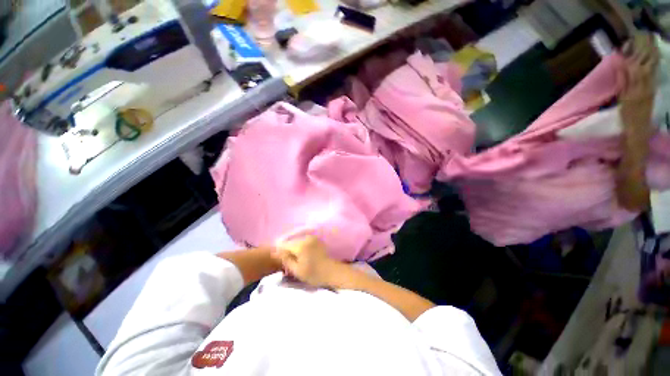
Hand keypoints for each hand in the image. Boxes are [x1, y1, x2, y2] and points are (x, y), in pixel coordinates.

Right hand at [273, 236, 342, 287]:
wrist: (332, 271)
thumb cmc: (314, 274)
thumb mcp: (296, 270)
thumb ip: (286, 259)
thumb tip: (275, 252)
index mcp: (300, 245)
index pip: (284, 244)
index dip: (280, 252)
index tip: (279, 261)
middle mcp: (306, 238)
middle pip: (291, 242)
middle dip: (288, 250)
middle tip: (288, 263)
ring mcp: (312, 238)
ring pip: (297, 242)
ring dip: (294, 249)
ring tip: (296, 260)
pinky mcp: (316, 240)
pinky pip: (304, 242)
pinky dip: (301, 247)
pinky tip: (303, 256)